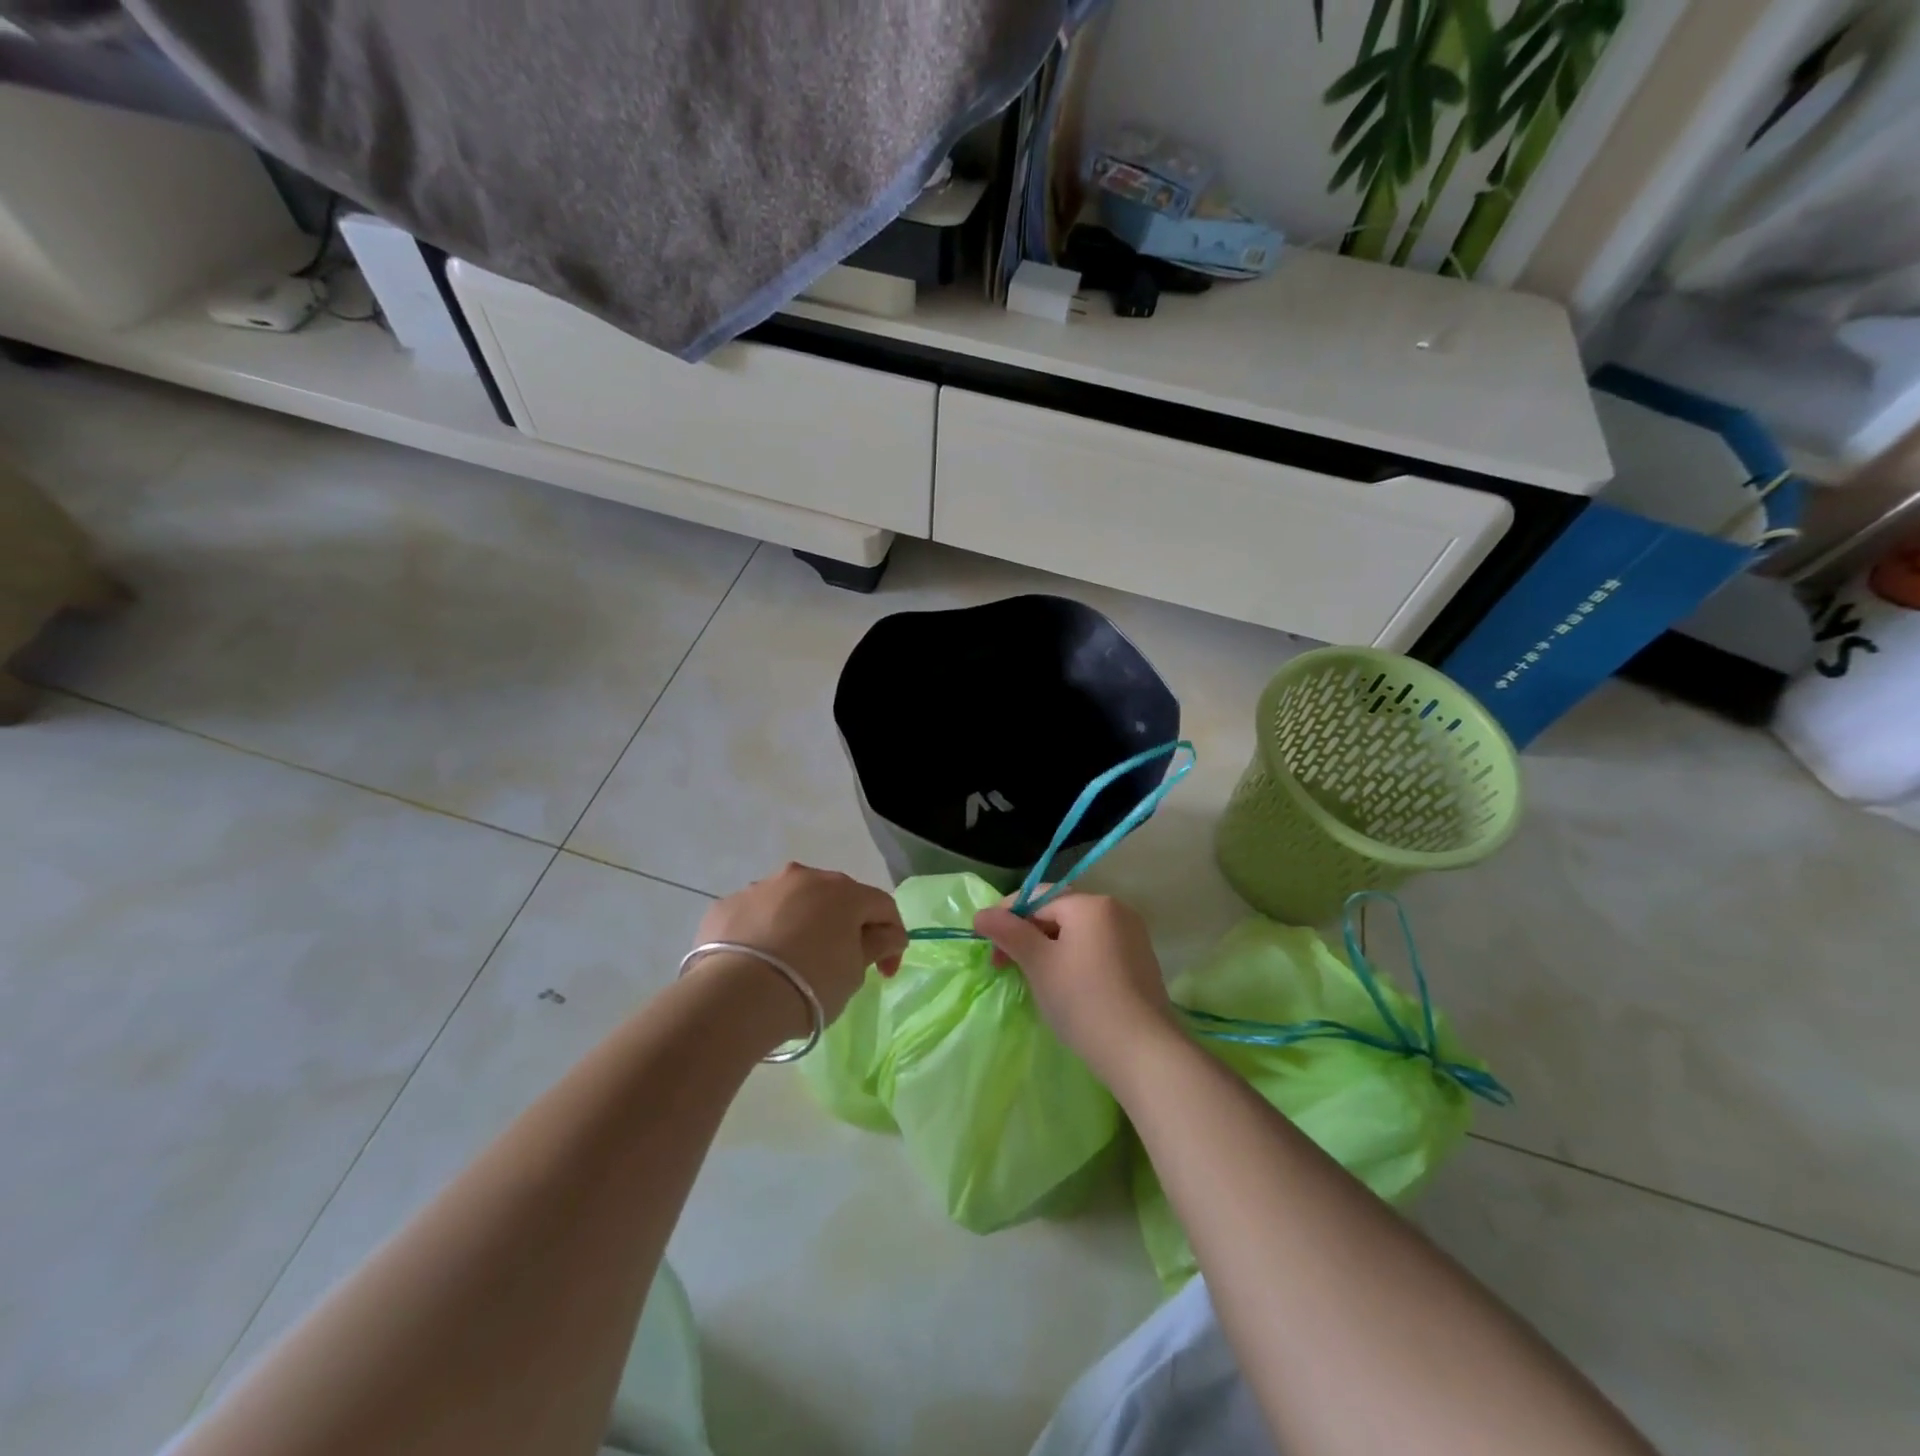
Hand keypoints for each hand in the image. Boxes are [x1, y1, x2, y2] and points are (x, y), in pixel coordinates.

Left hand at [695, 863, 906, 1025]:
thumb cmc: (810, 984)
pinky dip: (763, 933)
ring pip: (792, 902)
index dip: (892, 939)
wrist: (735, 998)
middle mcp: (804, 877)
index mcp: (843, 891)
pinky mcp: (727, 905)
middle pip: (835, 898)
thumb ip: (876, 946)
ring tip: (793, 963)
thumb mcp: (855, 973)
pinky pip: (756, 916)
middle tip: (841, 964)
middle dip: (844, 925)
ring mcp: (762, 887)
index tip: (884, 973)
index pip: (882, 906)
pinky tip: (758, 963)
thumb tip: (887, 934)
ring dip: (801, 925)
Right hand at [973, 891, 1176, 1081]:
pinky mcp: (1138, 961)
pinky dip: (1072, 958)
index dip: (1006, 915)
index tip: (986, 943)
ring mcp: (1132, 935)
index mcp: (1090, 903)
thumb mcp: (1039, 964)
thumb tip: (981, 914)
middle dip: (1026, 934)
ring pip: (1076, 932)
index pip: (1037, 897)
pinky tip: (1062, 985)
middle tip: (1003, 964)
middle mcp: (1115, 909)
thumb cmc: (1083, 1001)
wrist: (1143, 1052)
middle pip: (1058, 912)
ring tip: (1030, 976)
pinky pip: (1095, 947)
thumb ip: (1009, 933)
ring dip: (1048, 947)